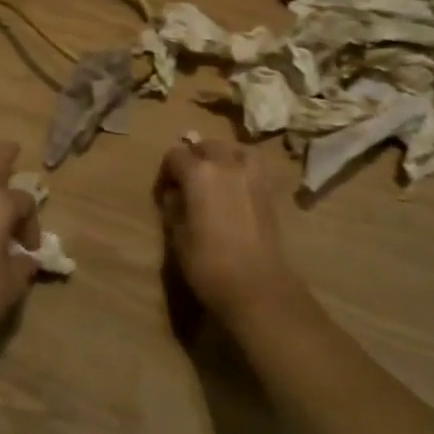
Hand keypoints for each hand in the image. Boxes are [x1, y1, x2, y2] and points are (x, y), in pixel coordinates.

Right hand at [156, 137, 301, 327]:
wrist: (258, 287)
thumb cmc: (209, 264)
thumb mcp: (179, 238)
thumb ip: (174, 209)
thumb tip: (175, 195)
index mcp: (199, 173)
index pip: (175, 156)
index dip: (166, 172)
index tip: (164, 192)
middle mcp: (226, 165)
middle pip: (207, 146)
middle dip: (194, 158)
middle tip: (187, 183)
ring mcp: (252, 176)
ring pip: (234, 150)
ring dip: (222, 158)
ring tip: (216, 179)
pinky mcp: (269, 191)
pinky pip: (253, 167)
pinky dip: (242, 169)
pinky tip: (236, 190)